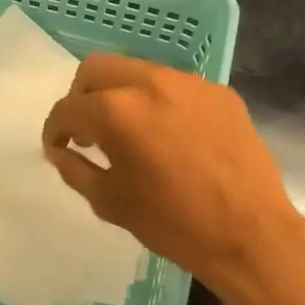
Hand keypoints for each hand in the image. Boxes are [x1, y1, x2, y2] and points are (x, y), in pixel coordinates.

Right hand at [41, 54, 304, 290]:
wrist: (250, 235)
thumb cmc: (172, 223)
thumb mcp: (109, 202)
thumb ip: (75, 168)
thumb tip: (60, 151)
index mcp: (117, 111)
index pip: (69, 107)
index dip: (54, 128)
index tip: (56, 146)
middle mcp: (151, 83)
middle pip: (96, 69)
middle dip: (81, 97)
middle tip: (87, 131)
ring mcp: (190, 84)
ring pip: (136, 71)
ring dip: (120, 95)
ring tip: (127, 132)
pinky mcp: (220, 93)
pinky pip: (174, 86)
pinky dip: (157, 102)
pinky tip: (167, 136)